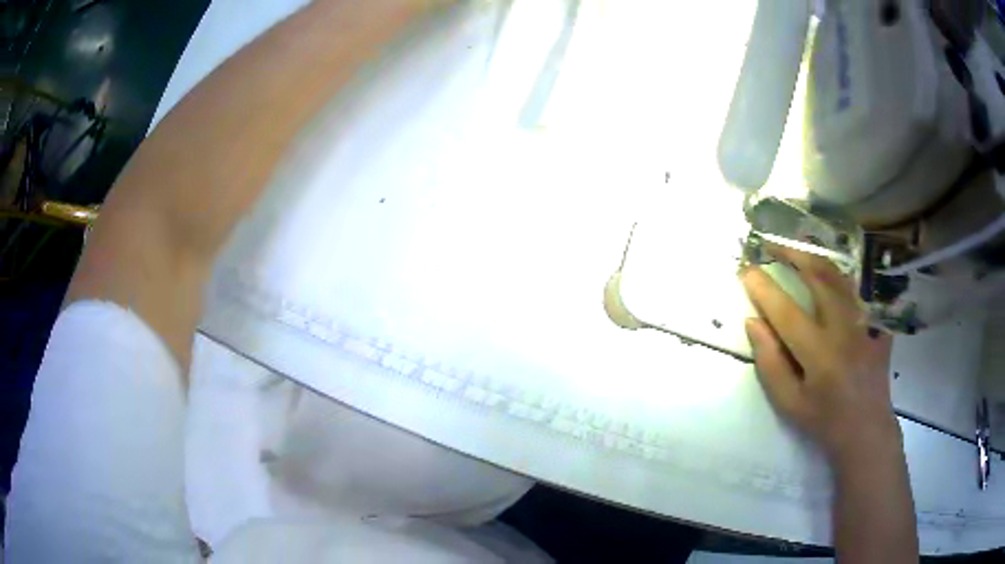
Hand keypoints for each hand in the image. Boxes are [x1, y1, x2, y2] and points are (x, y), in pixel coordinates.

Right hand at [741, 244, 900, 465]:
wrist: (866, 431)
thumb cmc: (824, 422)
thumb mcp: (789, 403)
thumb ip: (770, 363)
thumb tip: (753, 323)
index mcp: (819, 354)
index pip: (786, 311)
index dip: (763, 287)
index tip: (745, 269)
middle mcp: (844, 329)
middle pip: (819, 276)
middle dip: (793, 254)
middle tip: (772, 244)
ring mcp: (864, 323)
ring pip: (840, 277)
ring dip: (816, 258)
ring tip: (798, 250)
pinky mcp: (877, 324)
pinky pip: (857, 292)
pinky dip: (839, 279)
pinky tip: (830, 278)